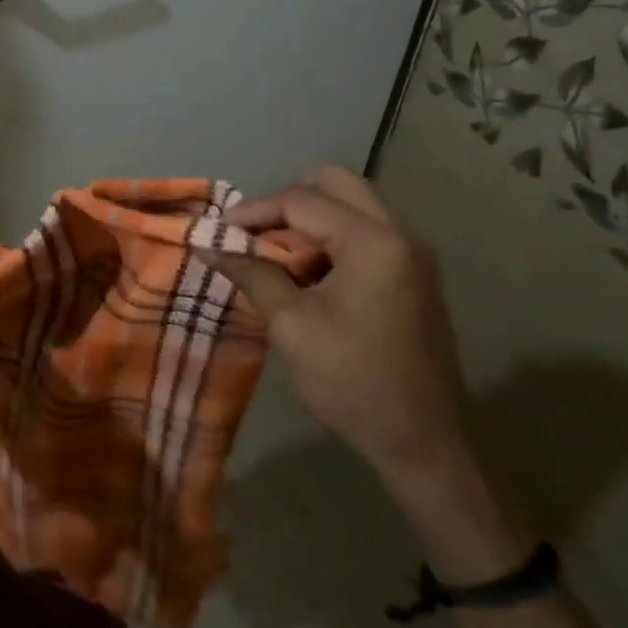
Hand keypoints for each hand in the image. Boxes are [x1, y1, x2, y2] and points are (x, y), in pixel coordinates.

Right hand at [209, 167, 469, 488]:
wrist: (421, 441)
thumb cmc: (350, 381)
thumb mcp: (290, 324)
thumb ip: (251, 273)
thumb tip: (207, 243)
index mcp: (373, 242)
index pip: (302, 201)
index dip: (253, 211)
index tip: (218, 231)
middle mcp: (400, 234)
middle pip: (336, 185)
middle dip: (287, 202)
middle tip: (254, 234)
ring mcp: (412, 255)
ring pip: (353, 206)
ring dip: (310, 220)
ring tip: (274, 256)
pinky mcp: (413, 276)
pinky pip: (366, 233)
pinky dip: (330, 239)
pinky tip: (306, 275)